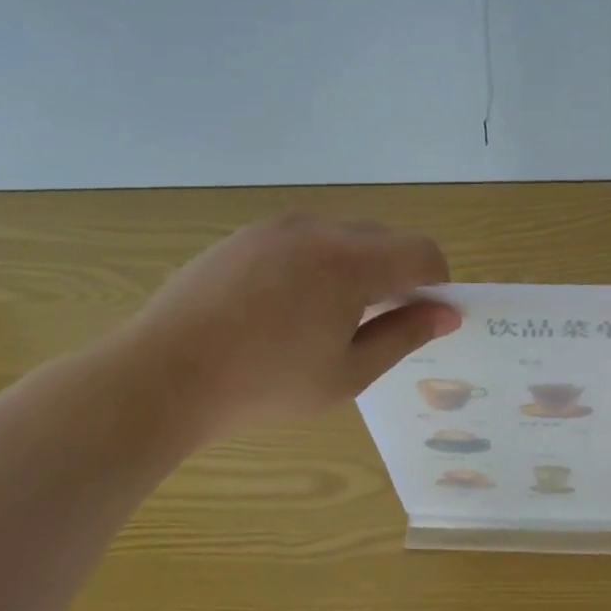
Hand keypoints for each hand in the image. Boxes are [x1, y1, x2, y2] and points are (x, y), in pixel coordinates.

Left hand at [112, 214, 458, 441]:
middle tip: (379, 323)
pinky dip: (318, 262)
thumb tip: (446, 314)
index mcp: (351, 262)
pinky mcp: (245, 235)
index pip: (422, 253)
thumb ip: (404, 336)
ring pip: (343, 234)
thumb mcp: (348, 373)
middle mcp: (318, 229)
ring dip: (358, 266)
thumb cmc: (266, 384)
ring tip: (329, 317)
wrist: (163, 375)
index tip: (427, 316)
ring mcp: (276, 226)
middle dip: (398, 274)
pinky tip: (288, 306)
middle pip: (385, 238)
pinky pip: (303, 237)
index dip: (437, 282)